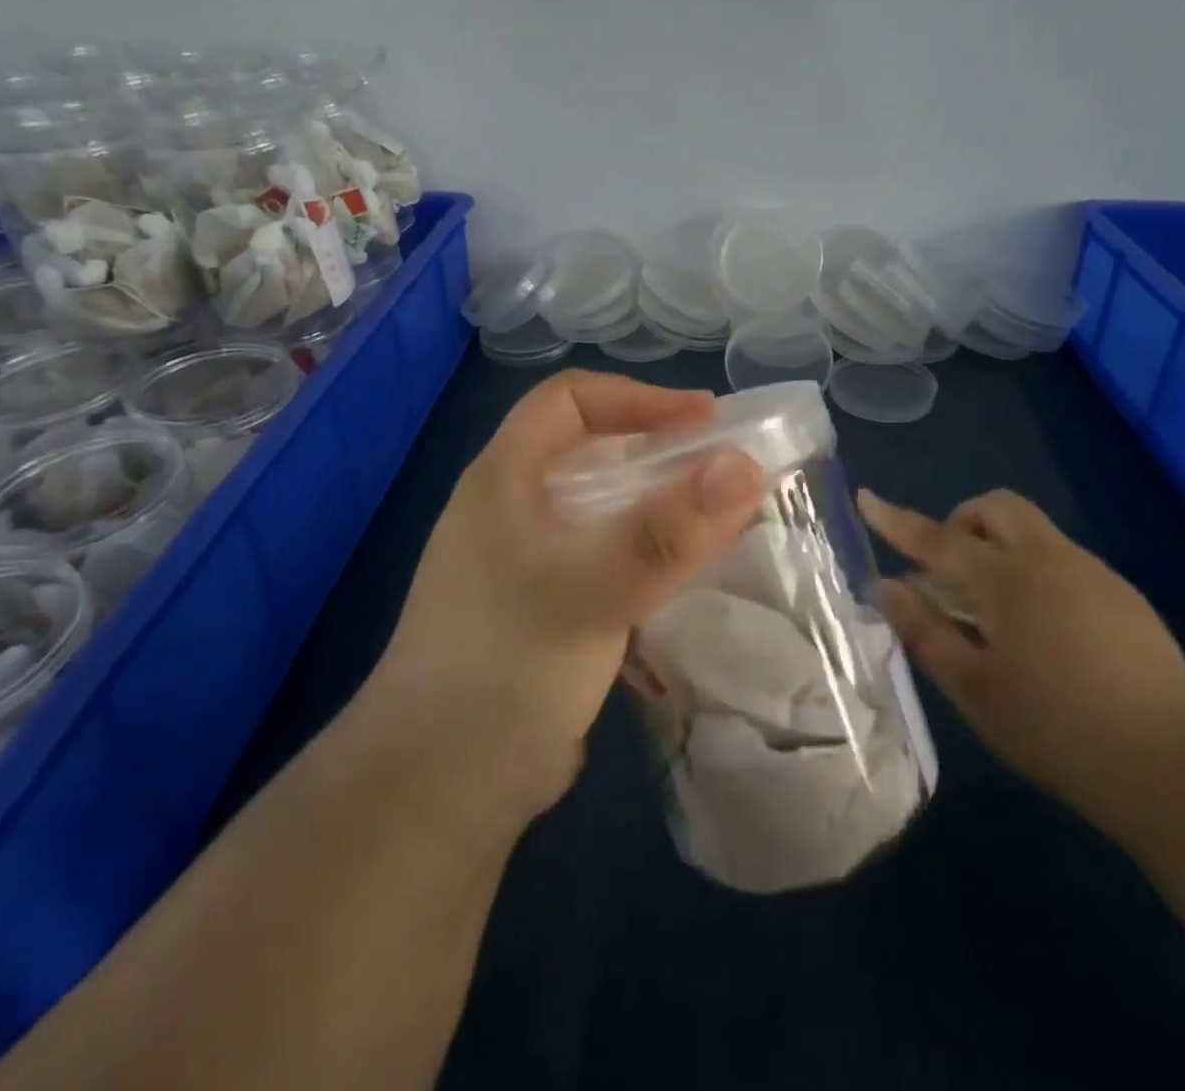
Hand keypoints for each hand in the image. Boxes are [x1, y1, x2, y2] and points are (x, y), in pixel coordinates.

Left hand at [369, 371, 763, 824]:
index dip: (637, 398)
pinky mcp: (547, 607)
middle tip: (722, 467)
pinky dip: (648, 552)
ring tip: (718, 516)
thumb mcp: (590, 589)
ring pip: (603, 508)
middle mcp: (512, 509)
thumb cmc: (505, 665)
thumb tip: (745, 466)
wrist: (439, 787)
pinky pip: (606, 557)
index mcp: (504, 479)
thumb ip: (668, 531)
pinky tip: (686, 572)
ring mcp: (527, 561)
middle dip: (658, 451)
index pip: (570, 400)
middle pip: (591, 451)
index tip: (705, 419)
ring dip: (659, 505)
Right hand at [858, 488, 1184, 822]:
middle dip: (961, 520)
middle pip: (997, 507)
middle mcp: (1050, 560)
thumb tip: (886, 587)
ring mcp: (1093, 573)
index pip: (937, 538)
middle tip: (947, 570)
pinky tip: (1040, 630)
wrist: (1176, 766)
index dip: (896, 520)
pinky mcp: (1123, 595)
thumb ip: (925, 631)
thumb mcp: (974, 689)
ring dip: (998, 545)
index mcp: (1007, 581)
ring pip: (1032, 530)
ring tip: (991, 610)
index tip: (866, 498)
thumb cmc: (1058, 731)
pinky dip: (1032, 569)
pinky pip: (1061, 558)